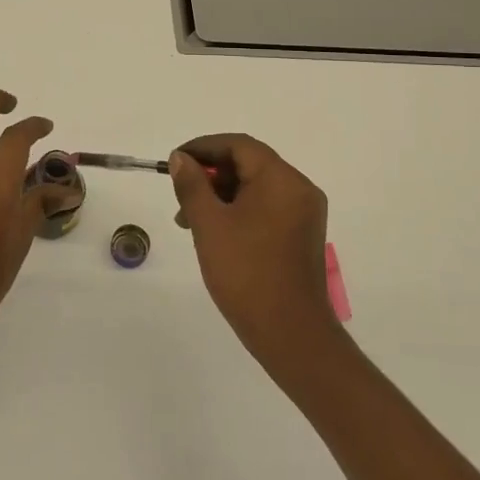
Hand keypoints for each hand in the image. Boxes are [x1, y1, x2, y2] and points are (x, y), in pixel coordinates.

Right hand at [169, 135, 341, 368]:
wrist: (291, 334)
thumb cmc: (246, 273)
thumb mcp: (209, 224)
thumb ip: (192, 185)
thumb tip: (181, 159)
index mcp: (281, 179)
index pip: (238, 145)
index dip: (202, 148)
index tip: (174, 162)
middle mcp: (299, 188)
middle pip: (249, 164)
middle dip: (210, 175)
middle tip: (179, 196)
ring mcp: (304, 213)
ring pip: (256, 187)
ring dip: (222, 195)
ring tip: (190, 221)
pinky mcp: (302, 235)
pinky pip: (267, 208)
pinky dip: (239, 211)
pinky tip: (216, 233)